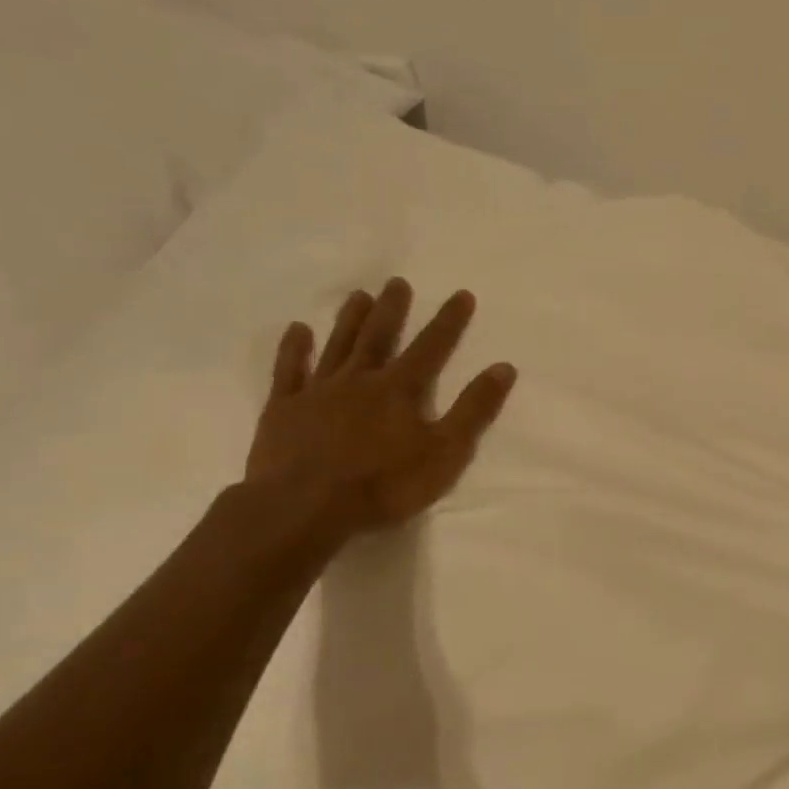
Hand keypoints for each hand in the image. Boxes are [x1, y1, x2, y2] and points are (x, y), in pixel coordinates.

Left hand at [244, 277, 516, 546]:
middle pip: (379, 336)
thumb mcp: (445, 452)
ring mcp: (318, 391)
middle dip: (392, 309)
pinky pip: (289, 371)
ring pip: (338, 346)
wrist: (305, 507)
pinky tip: (297, 330)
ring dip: (350, 319)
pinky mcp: (284, 409)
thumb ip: (474, 410)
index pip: (432, 347)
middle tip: (397, 282)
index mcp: (400, 389)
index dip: (449, 321)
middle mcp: (360, 379)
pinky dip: (294, 349)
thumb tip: (503, 368)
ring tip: (359, 295)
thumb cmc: (383, 484)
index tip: (462, 294)